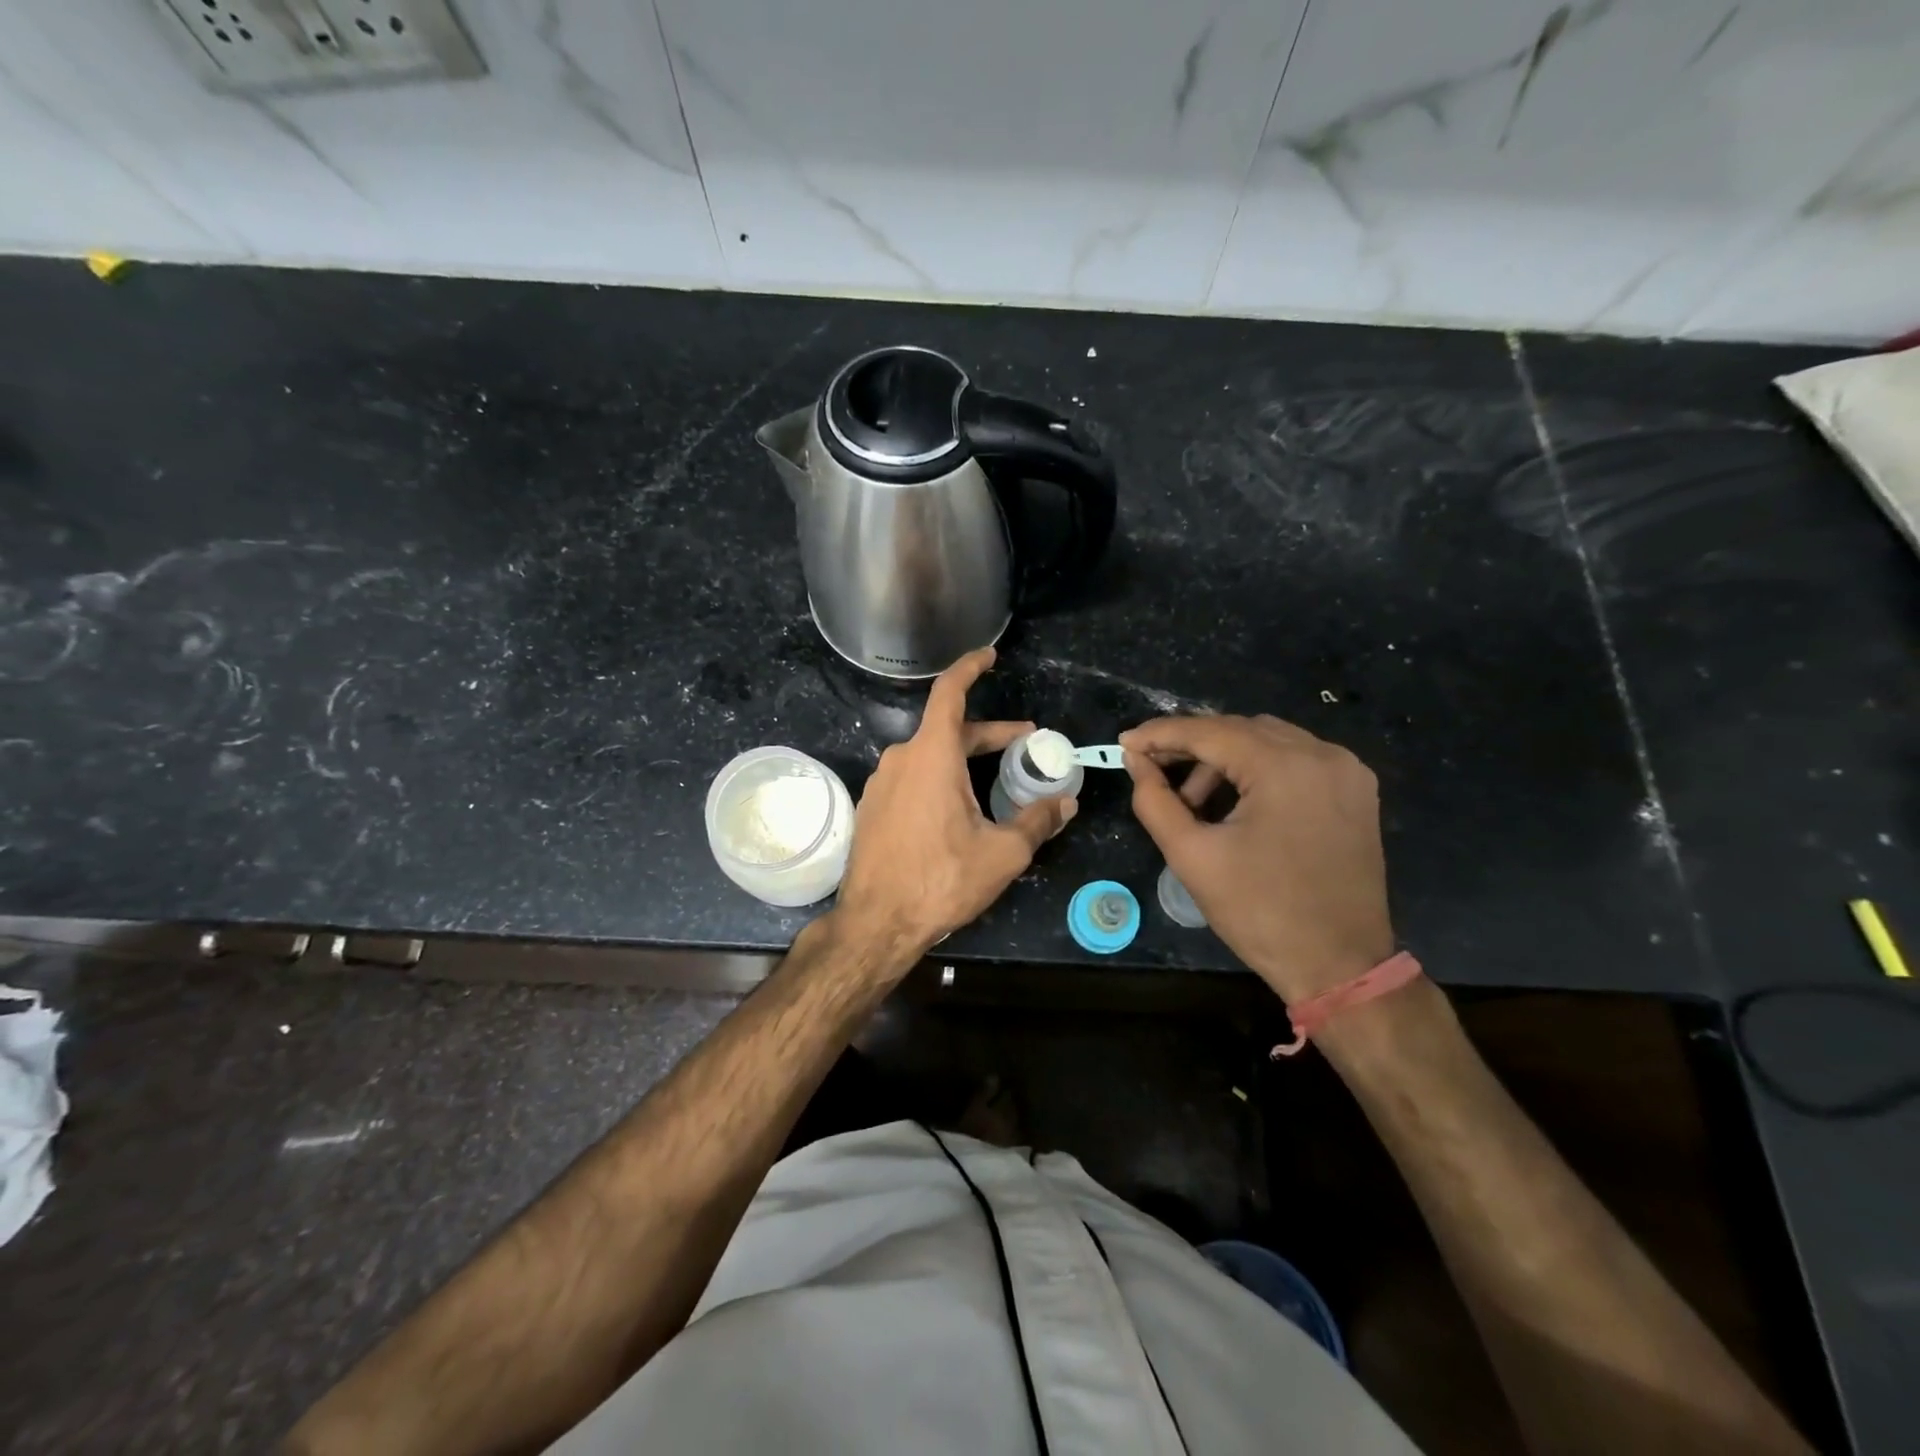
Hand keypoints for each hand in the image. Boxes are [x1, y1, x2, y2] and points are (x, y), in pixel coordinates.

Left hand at [835, 648, 1076, 960]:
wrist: (876, 923)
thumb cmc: (941, 881)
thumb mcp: (1002, 853)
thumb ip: (1037, 821)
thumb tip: (1066, 803)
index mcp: (931, 756)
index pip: (950, 693)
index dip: (970, 668)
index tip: (990, 656)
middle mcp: (901, 759)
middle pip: (948, 730)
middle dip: (989, 734)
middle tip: (1026, 744)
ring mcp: (881, 783)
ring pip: (930, 757)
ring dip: (964, 760)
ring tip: (995, 781)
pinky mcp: (872, 807)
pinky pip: (912, 779)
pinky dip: (940, 780)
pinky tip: (958, 810)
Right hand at [1121, 714, 1393, 1003]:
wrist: (1339, 966)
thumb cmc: (1260, 912)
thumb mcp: (1192, 855)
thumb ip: (1155, 800)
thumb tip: (1136, 761)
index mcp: (1285, 766)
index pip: (1209, 731)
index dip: (1161, 734)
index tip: (1124, 741)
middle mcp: (1322, 754)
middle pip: (1240, 730)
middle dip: (1191, 747)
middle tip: (1151, 769)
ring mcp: (1346, 771)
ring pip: (1268, 742)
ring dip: (1224, 760)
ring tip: (1193, 802)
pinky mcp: (1356, 791)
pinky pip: (1295, 761)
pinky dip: (1257, 770)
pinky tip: (1235, 802)